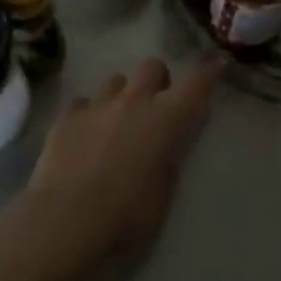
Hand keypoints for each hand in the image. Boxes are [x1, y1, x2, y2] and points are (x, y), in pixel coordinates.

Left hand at [11, 56, 220, 274]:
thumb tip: (163, 150)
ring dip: (122, 95)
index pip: (195, 85)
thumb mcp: (161, 198)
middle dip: (158, 80)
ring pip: (115, 80)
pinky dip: (89, 114)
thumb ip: (166, 164)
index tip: (217, 61)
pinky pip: (83, 102)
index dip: (208, 72)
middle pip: (152, 66)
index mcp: (164, 120)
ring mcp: (97, 105)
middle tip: (155, 105)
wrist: (64, 220)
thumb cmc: (124, 215)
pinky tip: (84, 135)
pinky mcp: (66, 116)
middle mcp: (133, 102)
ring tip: (115, 121)